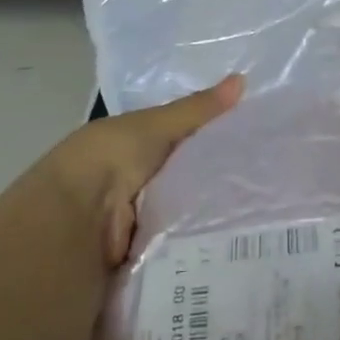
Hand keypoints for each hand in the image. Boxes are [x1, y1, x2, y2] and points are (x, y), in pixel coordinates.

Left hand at [0, 75, 243, 268]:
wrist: (72, 221)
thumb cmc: (109, 160)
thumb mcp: (155, 126)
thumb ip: (196, 110)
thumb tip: (242, 79)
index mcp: (128, 152)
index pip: (177, 147)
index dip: (211, 145)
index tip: (253, 148)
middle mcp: (130, 188)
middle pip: (183, 185)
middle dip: (217, 187)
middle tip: (266, 186)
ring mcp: (133, 227)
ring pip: (183, 221)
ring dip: (209, 222)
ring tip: (260, 218)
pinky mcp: (140, 259)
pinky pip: (178, 252)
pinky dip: (199, 250)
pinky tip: (235, 246)